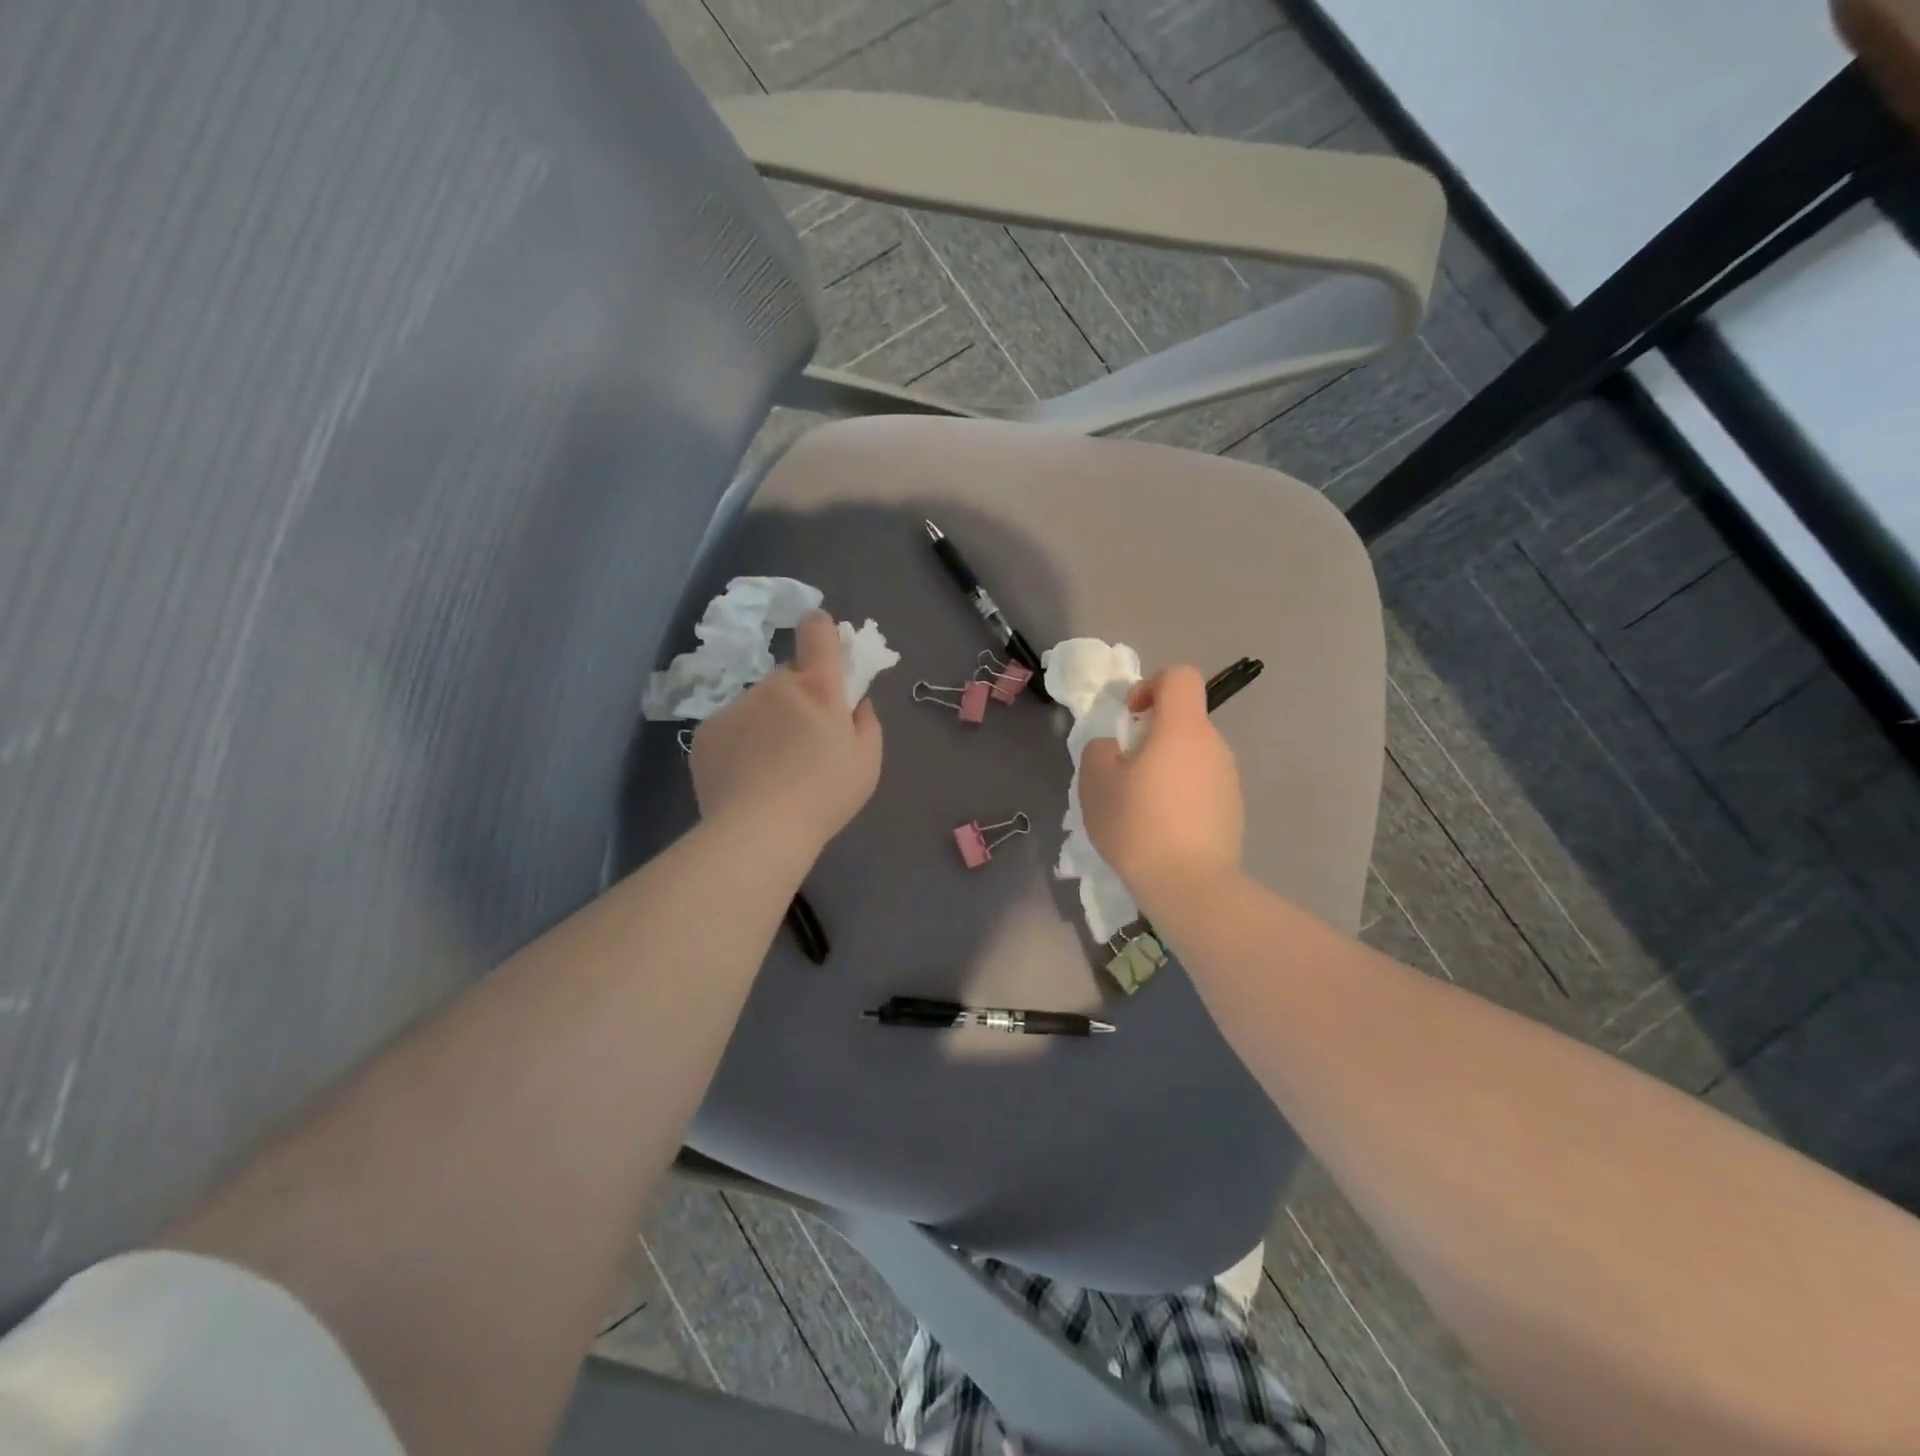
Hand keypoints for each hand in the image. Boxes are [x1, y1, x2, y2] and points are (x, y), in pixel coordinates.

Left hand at [690, 611, 882, 856]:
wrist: (758, 832)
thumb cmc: (824, 796)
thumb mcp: (868, 763)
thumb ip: (866, 722)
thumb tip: (855, 702)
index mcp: (818, 688)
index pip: (817, 632)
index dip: (821, 629)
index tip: (823, 642)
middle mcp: (774, 685)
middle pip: (789, 676)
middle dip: (799, 697)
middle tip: (804, 739)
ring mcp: (736, 705)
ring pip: (758, 702)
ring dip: (768, 720)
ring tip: (771, 766)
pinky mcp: (707, 730)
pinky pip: (731, 725)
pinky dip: (740, 741)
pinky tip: (746, 775)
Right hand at [1079, 666, 1242, 908]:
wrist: (1190, 886)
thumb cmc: (1138, 825)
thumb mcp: (1096, 782)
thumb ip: (1099, 750)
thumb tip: (1114, 748)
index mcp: (1183, 728)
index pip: (1179, 676)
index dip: (1151, 685)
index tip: (1130, 717)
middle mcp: (1214, 745)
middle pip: (1183, 720)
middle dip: (1152, 735)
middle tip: (1124, 771)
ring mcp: (1229, 778)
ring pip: (1191, 755)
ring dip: (1166, 767)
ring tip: (1140, 806)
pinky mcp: (1234, 809)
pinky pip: (1202, 786)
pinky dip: (1181, 794)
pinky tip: (1162, 829)